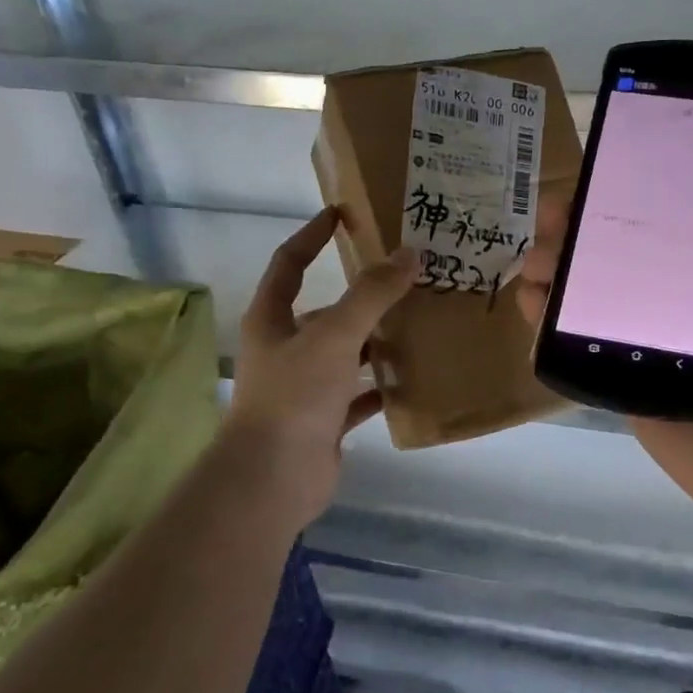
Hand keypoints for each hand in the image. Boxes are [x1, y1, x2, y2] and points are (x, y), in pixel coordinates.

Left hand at [222, 207, 416, 527]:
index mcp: (272, 320)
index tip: (342, 215)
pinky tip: (413, 380)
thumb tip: (409, 254)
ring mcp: (304, 388)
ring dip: (376, 342)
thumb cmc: (295, 396)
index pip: (289, 263)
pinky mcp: (323, 421)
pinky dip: (381, 388)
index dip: (312, 236)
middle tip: (407, 280)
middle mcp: (285, 349)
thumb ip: (371, 294)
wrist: (274, 478)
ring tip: (420, 326)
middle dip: (362, 296)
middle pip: (325, 311)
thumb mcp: (335, 336)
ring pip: (345, 354)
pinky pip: (358, 396)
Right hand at [518, 164, 692, 542]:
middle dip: (580, 230)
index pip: (668, 223)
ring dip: (556, 269)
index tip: (600, 174)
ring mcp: (646, 345)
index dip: (632, 197)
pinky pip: (578, 347)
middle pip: (619, 256)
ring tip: (535, 258)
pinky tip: (530, 300)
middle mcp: (681, 304)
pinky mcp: (621, 383)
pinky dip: (547, 321)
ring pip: (590, 297)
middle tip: (552, 216)